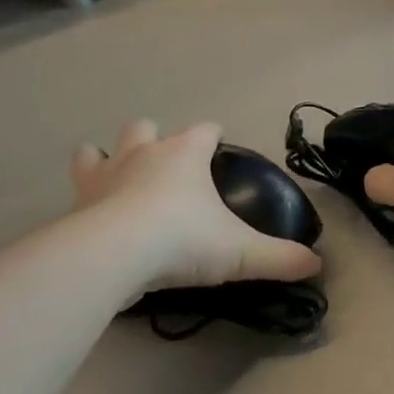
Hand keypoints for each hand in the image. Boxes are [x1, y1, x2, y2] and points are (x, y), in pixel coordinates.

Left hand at [70, 121, 321, 292]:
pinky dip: (85, 198)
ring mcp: (104, 176)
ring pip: (96, 151)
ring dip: (104, 157)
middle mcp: (142, 154)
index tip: (218, 141)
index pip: (203, 130)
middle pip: (145, 128)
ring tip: (114, 175)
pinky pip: (78, 192)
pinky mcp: (77, 204)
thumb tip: (317, 265)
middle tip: (164, 161)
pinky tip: (91, 216)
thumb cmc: (184, 239)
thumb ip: (280, 258)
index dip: (212, 134)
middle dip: (153, 137)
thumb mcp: (241, 252)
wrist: (116, 254)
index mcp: (185, 154)